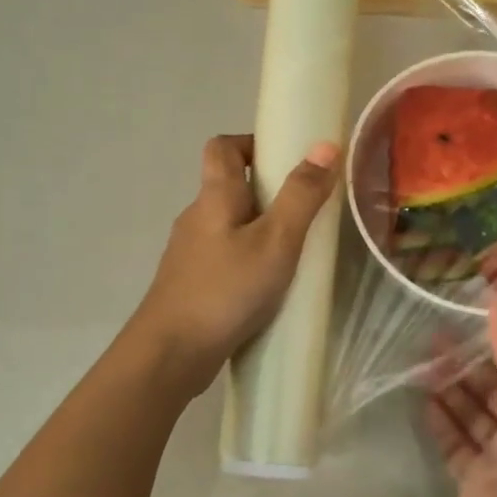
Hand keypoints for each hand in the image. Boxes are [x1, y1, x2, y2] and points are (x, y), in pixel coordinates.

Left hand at [130, 134, 339, 395]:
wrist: (172, 352)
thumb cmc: (227, 290)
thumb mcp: (276, 241)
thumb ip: (301, 196)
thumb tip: (324, 146)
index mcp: (214, 197)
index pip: (222, 147)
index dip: (251, 144)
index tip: (285, 161)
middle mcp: (196, 218)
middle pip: (228, 187)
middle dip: (267, 193)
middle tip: (304, 213)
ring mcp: (189, 253)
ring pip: (228, 226)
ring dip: (259, 231)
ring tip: (294, 253)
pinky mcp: (191, 284)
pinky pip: (224, 258)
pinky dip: (247, 261)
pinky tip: (268, 288)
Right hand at [425, 295, 496, 496]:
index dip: (488, 330)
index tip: (455, 304)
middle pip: (487, 379)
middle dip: (460, 358)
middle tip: (422, 333)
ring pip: (468, 407)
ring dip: (446, 386)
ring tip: (415, 360)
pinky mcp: (473, 477)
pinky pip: (454, 439)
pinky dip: (440, 420)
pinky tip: (421, 399)